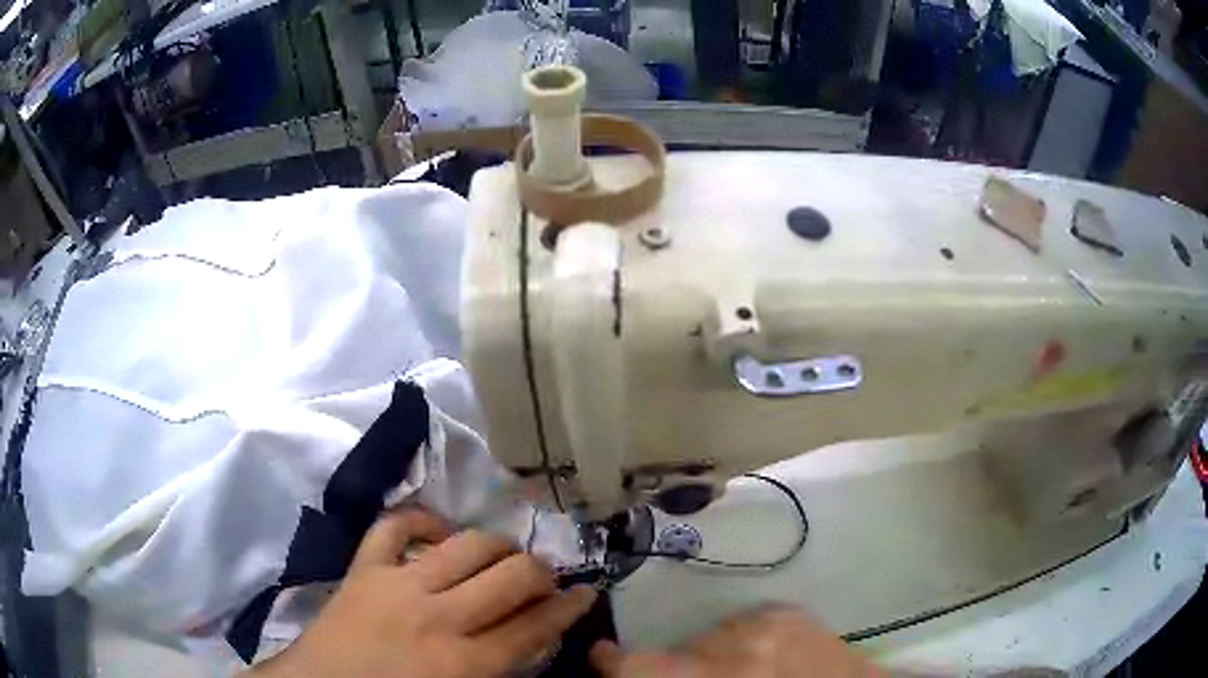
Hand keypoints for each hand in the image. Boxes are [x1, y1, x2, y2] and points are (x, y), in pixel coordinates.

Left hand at [248, 508, 596, 677]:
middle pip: (511, 577)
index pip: (534, 627)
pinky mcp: (363, 567)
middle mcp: (437, 617)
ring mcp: (397, 584)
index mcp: (462, 663)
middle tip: (544, 580)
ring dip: (497, 547)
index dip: (569, 608)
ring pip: (467, 545)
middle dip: (541, 574)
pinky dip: (422, 519)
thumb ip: (500, 671)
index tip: (586, 594)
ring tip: (503, 557)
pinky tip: (439, 532)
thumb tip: (533, 642)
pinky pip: (396, 526)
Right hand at [590, 606, 875, 677]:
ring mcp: (765, 625)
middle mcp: (734, 648)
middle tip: (697, 677)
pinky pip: (744, 623)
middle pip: (678, 650)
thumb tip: (651, 669)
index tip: (601, 656)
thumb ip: (679, 677)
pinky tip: (763, 657)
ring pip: (710, 635)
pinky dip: (743, 641)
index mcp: (713, 676)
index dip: (612, 662)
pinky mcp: (788, 612)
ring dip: (714, 656)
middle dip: (677, 668)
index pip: (641, 665)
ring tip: (740, 672)